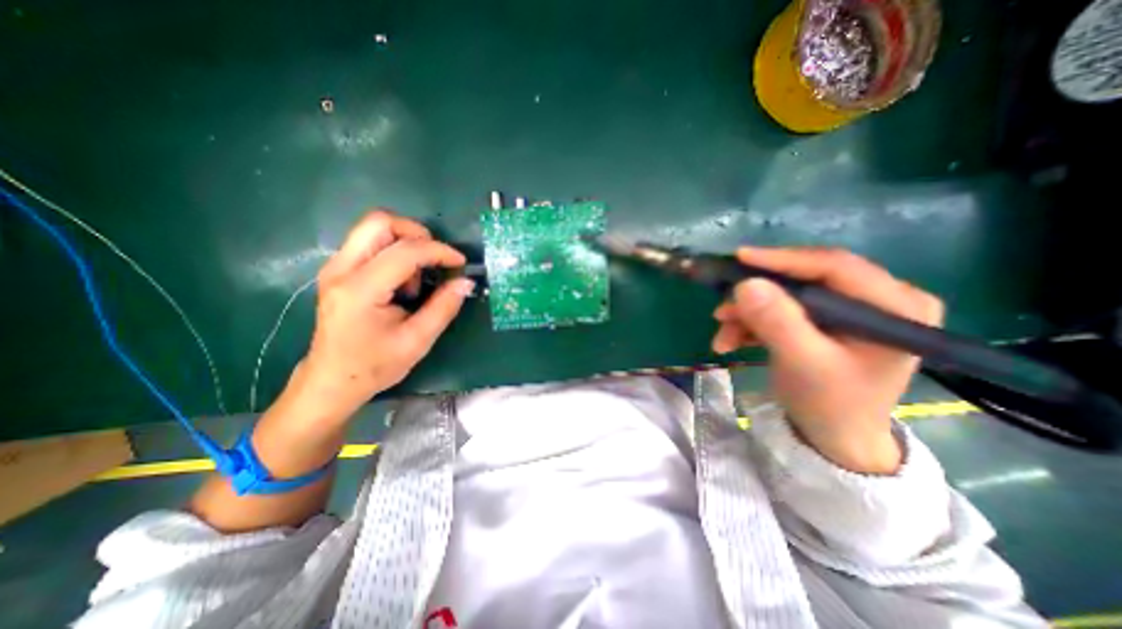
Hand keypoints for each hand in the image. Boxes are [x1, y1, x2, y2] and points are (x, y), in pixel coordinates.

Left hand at [296, 210, 469, 420]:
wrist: (331, 381)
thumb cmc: (374, 366)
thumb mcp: (417, 341)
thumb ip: (444, 307)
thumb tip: (465, 281)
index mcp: (361, 290)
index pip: (405, 251)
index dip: (439, 251)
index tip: (460, 263)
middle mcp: (341, 269)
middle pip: (380, 222)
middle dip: (417, 233)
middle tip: (436, 259)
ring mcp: (336, 267)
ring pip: (375, 228)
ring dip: (406, 244)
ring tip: (416, 279)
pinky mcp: (339, 270)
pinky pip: (371, 243)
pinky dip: (395, 252)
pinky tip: (402, 282)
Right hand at [713, 247, 938, 473]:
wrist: (834, 439)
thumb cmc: (831, 404)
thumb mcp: (802, 363)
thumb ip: (777, 322)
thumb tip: (745, 284)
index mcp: (895, 306)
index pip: (835, 266)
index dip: (783, 260)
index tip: (738, 258)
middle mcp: (878, 298)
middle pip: (805, 280)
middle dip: (757, 297)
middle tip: (722, 310)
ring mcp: (849, 309)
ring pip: (786, 297)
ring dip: (748, 315)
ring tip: (722, 336)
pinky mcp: (826, 320)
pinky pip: (782, 311)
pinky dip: (753, 324)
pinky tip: (732, 340)